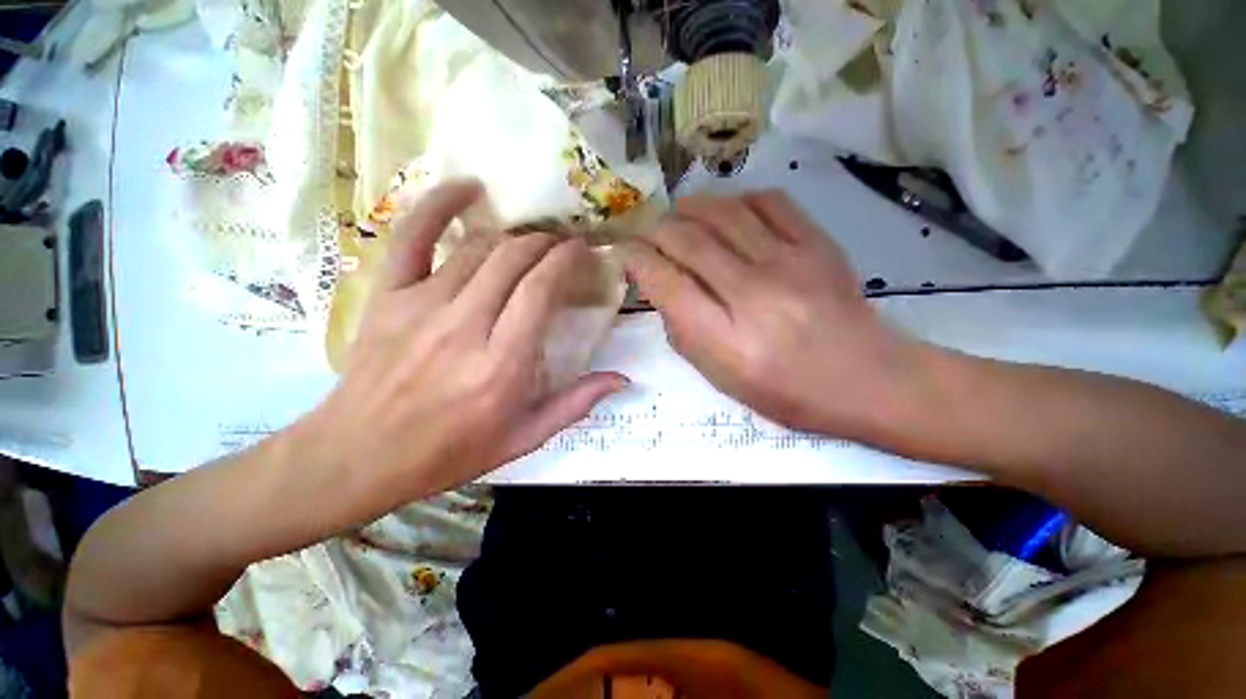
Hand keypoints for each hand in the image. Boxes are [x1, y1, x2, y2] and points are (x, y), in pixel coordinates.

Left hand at [303, 180, 627, 512]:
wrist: (360, 455)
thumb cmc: (451, 451)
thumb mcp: (525, 438)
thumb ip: (577, 403)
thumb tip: (622, 378)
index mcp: (502, 364)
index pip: (540, 290)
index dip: (564, 260)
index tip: (580, 249)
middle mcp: (465, 326)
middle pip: (512, 260)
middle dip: (544, 243)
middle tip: (561, 244)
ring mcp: (421, 305)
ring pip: (477, 249)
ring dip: (512, 237)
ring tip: (532, 238)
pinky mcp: (389, 296)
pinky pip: (412, 236)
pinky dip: (439, 205)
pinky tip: (467, 186)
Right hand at [623, 191, 919, 440]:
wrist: (866, 378)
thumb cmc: (785, 391)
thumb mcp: (720, 379)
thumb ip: (684, 334)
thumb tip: (662, 290)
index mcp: (726, 339)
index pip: (667, 284)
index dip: (638, 262)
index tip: (627, 255)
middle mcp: (754, 295)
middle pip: (690, 241)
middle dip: (657, 230)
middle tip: (648, 232)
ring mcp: (790, 264)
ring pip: (725, 212)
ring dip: (690, 207)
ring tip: (678, 214)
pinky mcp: (818, 244)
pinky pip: (769, 202)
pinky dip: (738, 199)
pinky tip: (728, 211)